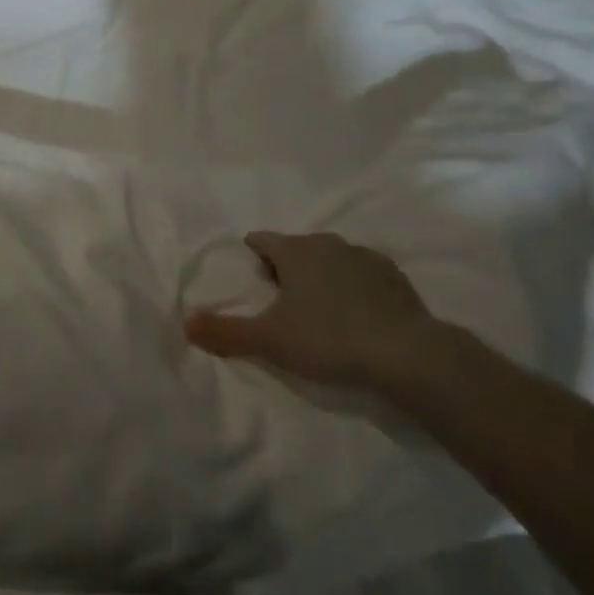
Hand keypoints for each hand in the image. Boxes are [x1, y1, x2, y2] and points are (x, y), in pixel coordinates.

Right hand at [185, 231, 448, 389]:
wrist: (407, 354)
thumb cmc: (328, 338)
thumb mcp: (269, 340)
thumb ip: (226, 331)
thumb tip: (186, 323)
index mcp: (295, 250)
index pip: (261, 240)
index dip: (251, 256)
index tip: (250, 279)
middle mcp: (328, 243)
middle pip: (296, 248)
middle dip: (285, 267)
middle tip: (280, 301)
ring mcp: (365, 257)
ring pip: (331, 259)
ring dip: (321, 276)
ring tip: (318, 310)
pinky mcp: (395, 277)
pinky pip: (362, 275)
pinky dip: (353, 288)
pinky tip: (356, 315)